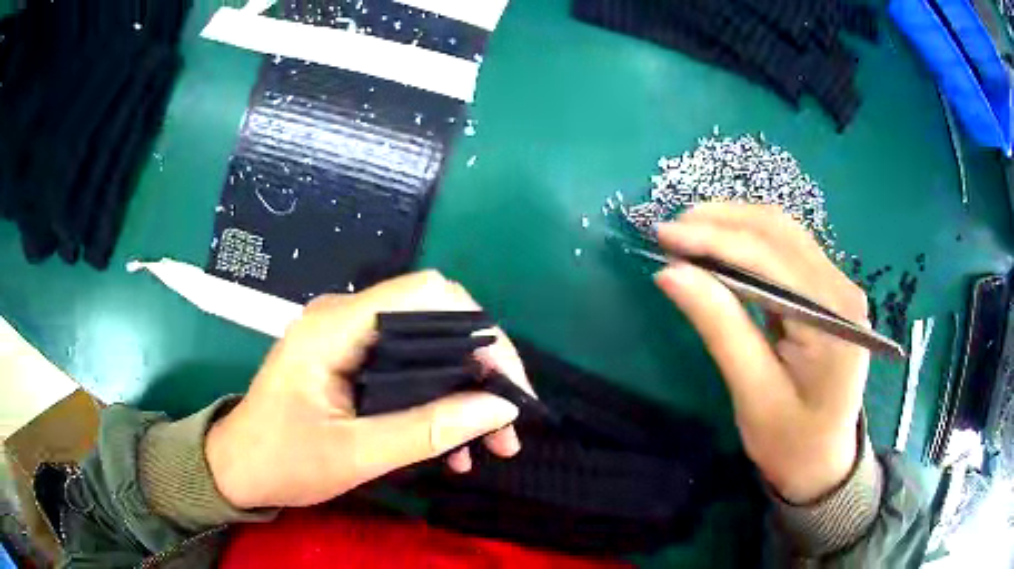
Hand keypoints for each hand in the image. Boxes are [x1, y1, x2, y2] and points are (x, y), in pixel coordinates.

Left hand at [205, 271, 531, 508]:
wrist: (238, 467)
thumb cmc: (283, 460)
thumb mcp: (354, 455)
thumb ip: (426, 431)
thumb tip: (500, 409)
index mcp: (336, 326)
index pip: (427, 295)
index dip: (479, 331)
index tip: (509, 385)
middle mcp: (346, 319)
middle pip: (435, 319)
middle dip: (482, 369)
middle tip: (508, 422)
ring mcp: (348, 339)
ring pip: (427, 348)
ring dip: (465, 392)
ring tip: (492, 443)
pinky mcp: (351, 361)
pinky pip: (409, 369)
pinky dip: (438, 401)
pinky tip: (453, 445)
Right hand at [653, 204, 868, 503]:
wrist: (824, 462)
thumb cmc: (791, 442)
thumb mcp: (753, 394)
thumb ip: (719, 328)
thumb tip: (671, 273)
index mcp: (833, 318)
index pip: (771, 257)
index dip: (715, 238)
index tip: (665, 236)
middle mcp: (842, 288)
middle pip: (780, 232)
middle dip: (722, 222)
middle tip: (670, 232)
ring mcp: (837, 286)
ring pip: (782, 233)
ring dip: (733, 225)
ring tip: (688, 234)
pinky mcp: (827, 291)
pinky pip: (786, 250)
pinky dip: (748, 242)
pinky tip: (719, 248)